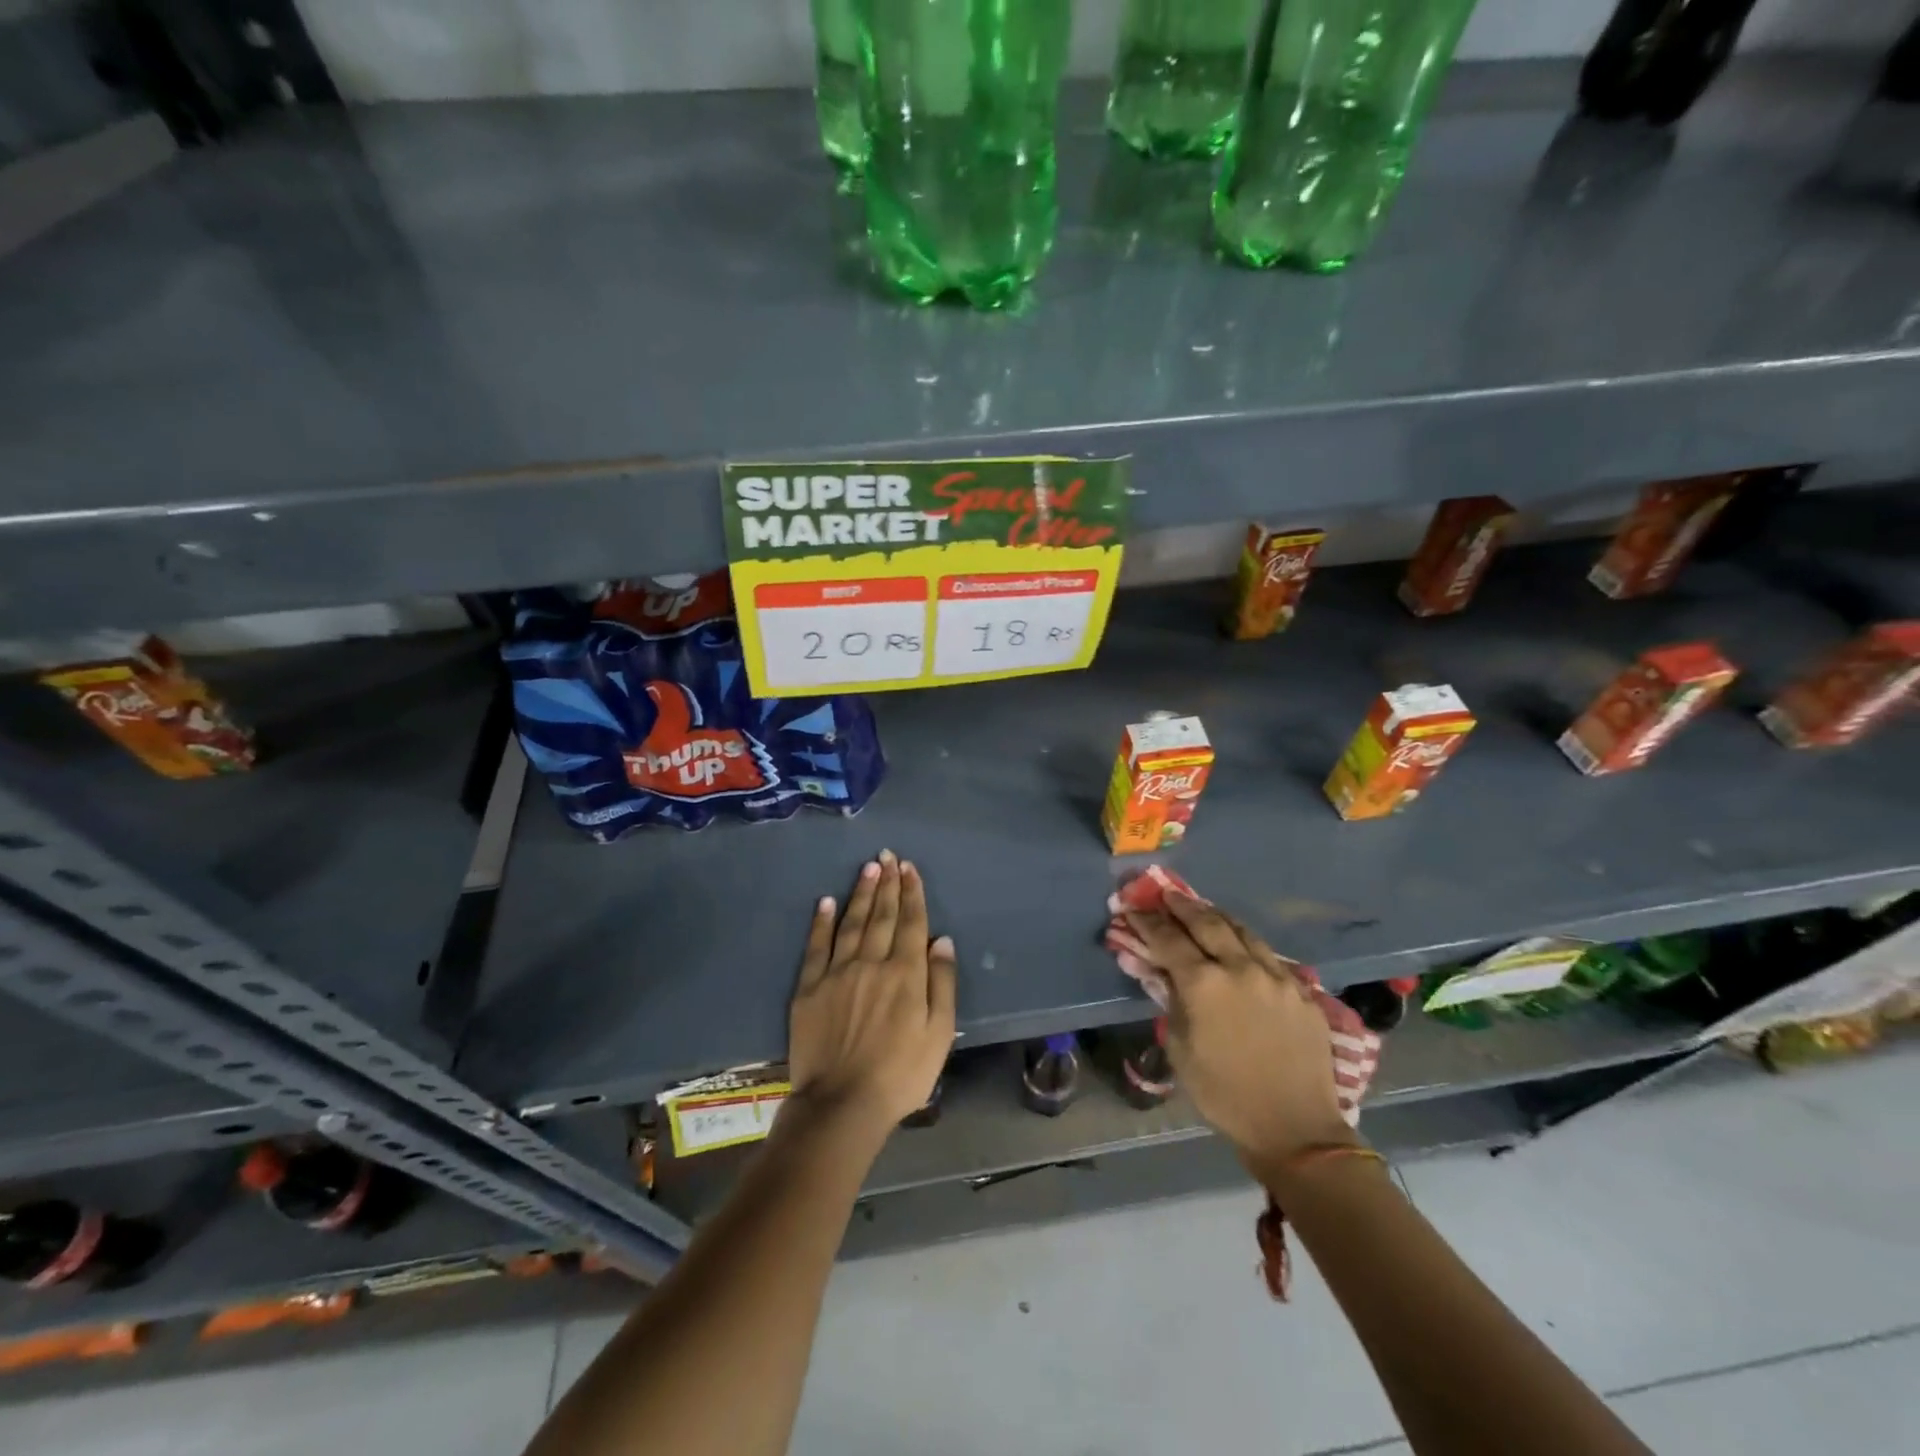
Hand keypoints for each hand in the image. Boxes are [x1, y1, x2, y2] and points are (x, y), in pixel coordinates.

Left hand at [787, 850, 956, 1142]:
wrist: (842, 1103)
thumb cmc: (901, 1073)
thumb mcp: (939, 1034)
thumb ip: (942, 983)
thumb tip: (942, 940)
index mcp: (906, 973)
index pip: (912, 923)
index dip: (912, 893)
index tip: (910, 868)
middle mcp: (872, 962)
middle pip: (883, 915)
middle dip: (888, 883)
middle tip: (888, 856)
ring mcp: (837, 972)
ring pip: (852, 922)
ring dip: (862, 893)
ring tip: (868, 868)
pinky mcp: (809, 987)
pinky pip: (816, 946)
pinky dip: (822, 921)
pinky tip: (827, 901)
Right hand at [1121, 891, 1352, 1173]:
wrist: (1294, 1128)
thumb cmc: (1224, 1094)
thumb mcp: (1180, 1049)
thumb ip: (1171, 1002)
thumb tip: (1162, 973)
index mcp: (1204, 983)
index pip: (1168, 939)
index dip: (1148, 922)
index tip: (1134, 909)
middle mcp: (1240, 967)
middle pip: (1207, 922)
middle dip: (1182, 906)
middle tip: (1167, 894)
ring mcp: (1276, 976)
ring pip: (1242, 931)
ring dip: (1217, 917)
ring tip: (1202, 910)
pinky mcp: (1302, 990)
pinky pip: (1269, 955)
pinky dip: (1247, 943)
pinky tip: (1241, 945)